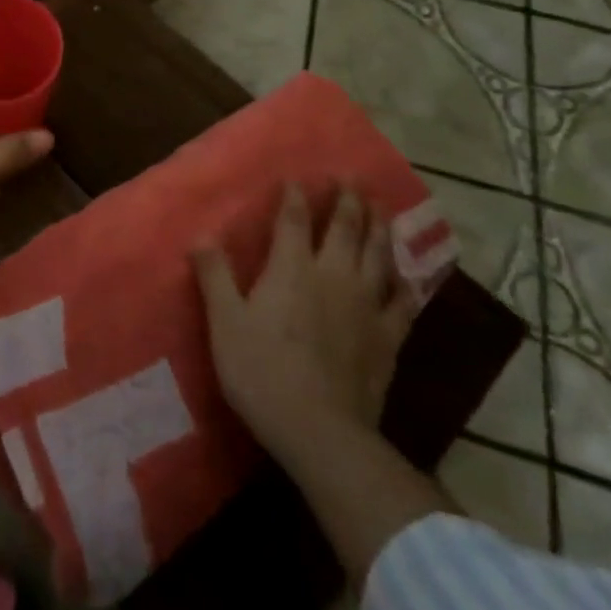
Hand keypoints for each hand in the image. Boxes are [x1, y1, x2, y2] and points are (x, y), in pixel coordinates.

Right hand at [192, 184, 418, 469]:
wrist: (321, 431)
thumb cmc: (262, 372)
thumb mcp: (225, 323)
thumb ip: (215, 276)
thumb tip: (201, 235)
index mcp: (292, 269)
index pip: (294, 220)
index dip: (295, 196)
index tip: (297, 178)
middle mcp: (333, 276)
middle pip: (345, 229)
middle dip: (348, 201)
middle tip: (352, 178)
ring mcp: (366, 306)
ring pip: (378, 255)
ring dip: (380, 227)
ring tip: (382, 207)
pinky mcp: (388, 339)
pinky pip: (403, 303)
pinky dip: (406, 284)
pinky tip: (409, 277)